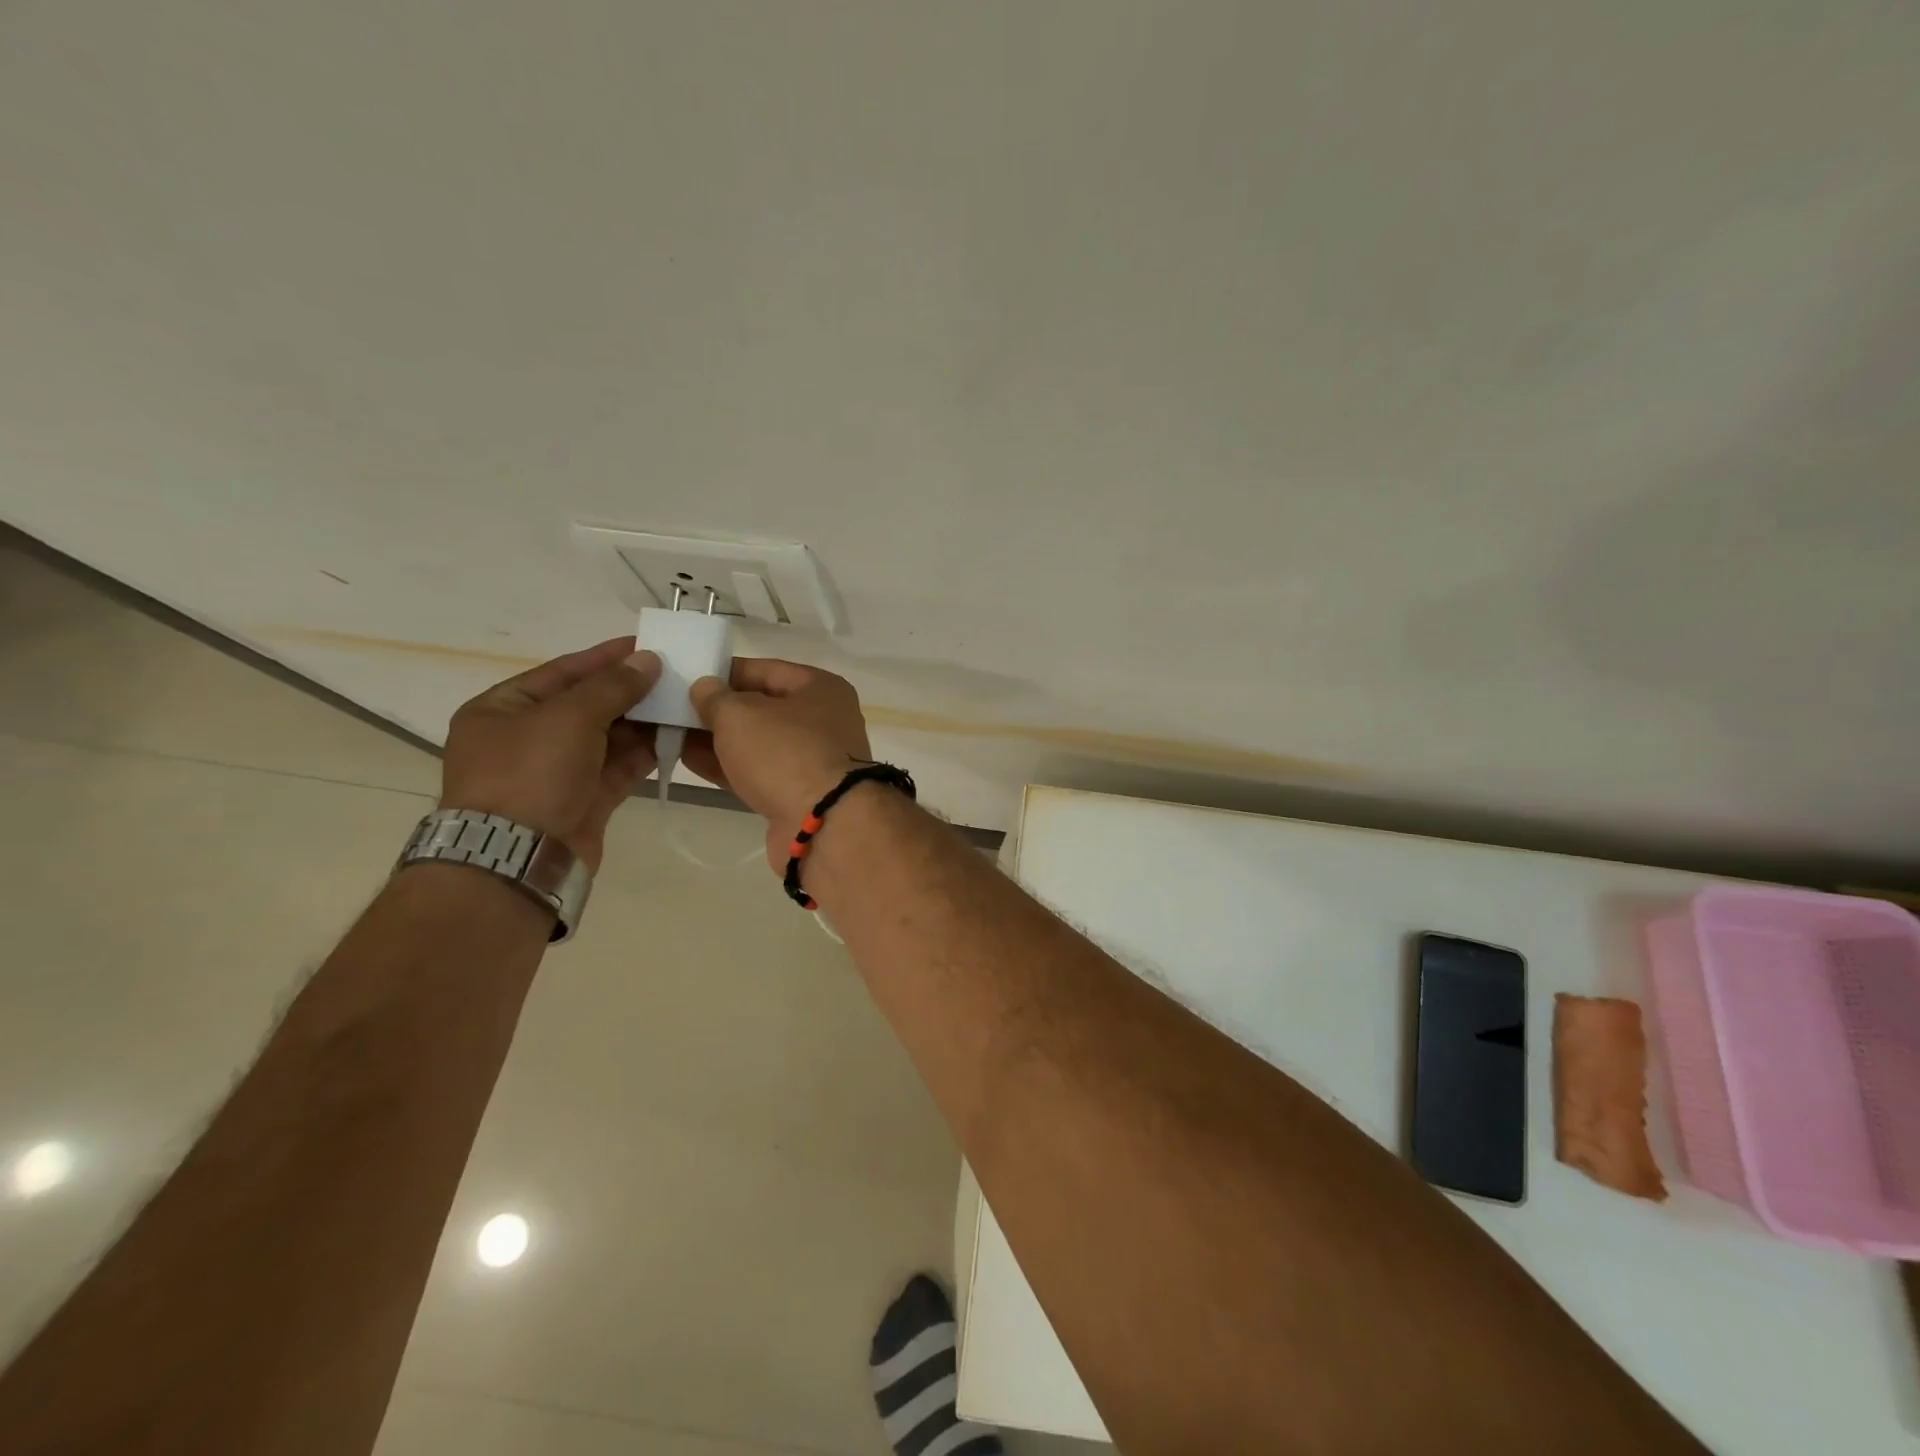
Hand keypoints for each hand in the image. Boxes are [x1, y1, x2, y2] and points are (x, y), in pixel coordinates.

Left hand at [440, 637, 660, 870]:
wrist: (519, 857)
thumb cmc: (530, 773)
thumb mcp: (570, 717)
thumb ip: (613, 686)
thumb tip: (648, 660)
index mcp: (503, 710)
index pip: (562, 672)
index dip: (605, 658)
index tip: (646, 645)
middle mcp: (527, 738)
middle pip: (587, 705)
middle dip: (630, 691)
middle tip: (674, 675)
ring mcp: (556, 772)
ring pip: (607, 737)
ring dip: (643, 722)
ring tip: (683, 703)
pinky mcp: (583, 800)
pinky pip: (618, 767)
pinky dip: (644, 752)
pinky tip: (676, 736)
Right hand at [684, 658, 873, 869]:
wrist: (822, 824)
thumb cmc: (785, 753)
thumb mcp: (741, 715)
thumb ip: (716, 698)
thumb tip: (705, 687)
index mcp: (821, 688)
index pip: (766, 670)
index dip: (725, 672)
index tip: (688, 678)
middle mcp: (823, 720)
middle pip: (762, 707)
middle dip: (719, 709)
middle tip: (673, 709)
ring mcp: (813, 760)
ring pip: (758, 743)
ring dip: (718, 739)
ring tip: (672, 733)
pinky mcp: (799, 794)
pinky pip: (758, 772)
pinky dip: (727, 766)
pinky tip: (689, 760)